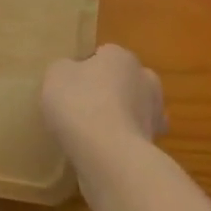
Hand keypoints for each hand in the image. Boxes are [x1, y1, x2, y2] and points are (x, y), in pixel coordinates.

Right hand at [41, 44, 165, 164]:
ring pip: (133, 109)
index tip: (70, 86)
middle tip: (83, 107)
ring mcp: (154, 113)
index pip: (103, 55)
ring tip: (92, 134)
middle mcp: (145, 79)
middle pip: (124, 81)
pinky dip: (122, 142)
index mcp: (121, 56)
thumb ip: (65, 69)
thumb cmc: (80, 104)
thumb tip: (74, 73)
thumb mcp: (56, 75)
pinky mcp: (155, 144)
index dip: (85, 69)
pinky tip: (103, 151)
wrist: (109, 155)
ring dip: (119, 117)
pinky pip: (133, 137)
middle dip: (110, 91)